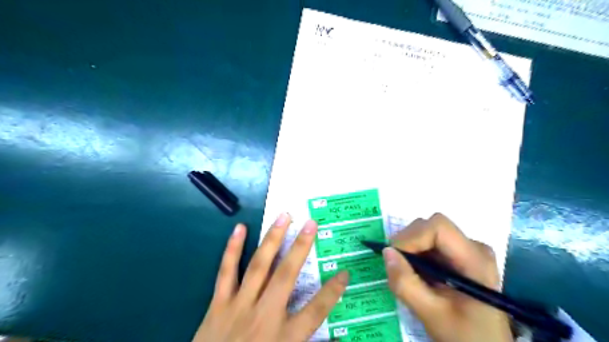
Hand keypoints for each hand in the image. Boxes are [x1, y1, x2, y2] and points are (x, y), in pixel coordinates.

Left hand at [193, 214, 349, 341]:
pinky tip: (240, 228)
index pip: (316, 310)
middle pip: (287, 275)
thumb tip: (339, 340)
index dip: (332, 291)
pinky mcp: (218, 303)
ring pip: (259, 266)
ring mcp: (240, 305)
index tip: (344, 272)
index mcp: (285, 337)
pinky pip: (226, 272)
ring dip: (272, 239)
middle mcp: (265, 315)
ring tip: (283, 217)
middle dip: (301, 247)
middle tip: (311, 223)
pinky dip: (232, 249)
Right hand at [385, 214, 512, 341]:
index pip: (438, 227)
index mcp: (474, 259)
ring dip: (410, 248)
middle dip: (408, 242)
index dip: (412, 237)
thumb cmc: (464, 334)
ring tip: (407, 271)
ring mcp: (466, 249)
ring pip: (428, 232)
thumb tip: (386, 252)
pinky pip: (430, 243)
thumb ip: (406, 284)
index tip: (394, 256)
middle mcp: (473, 247)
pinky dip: (416, 253)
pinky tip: (416, 272)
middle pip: (432, 226)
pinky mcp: (458, 255)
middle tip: (396, 265)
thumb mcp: (431, 314)